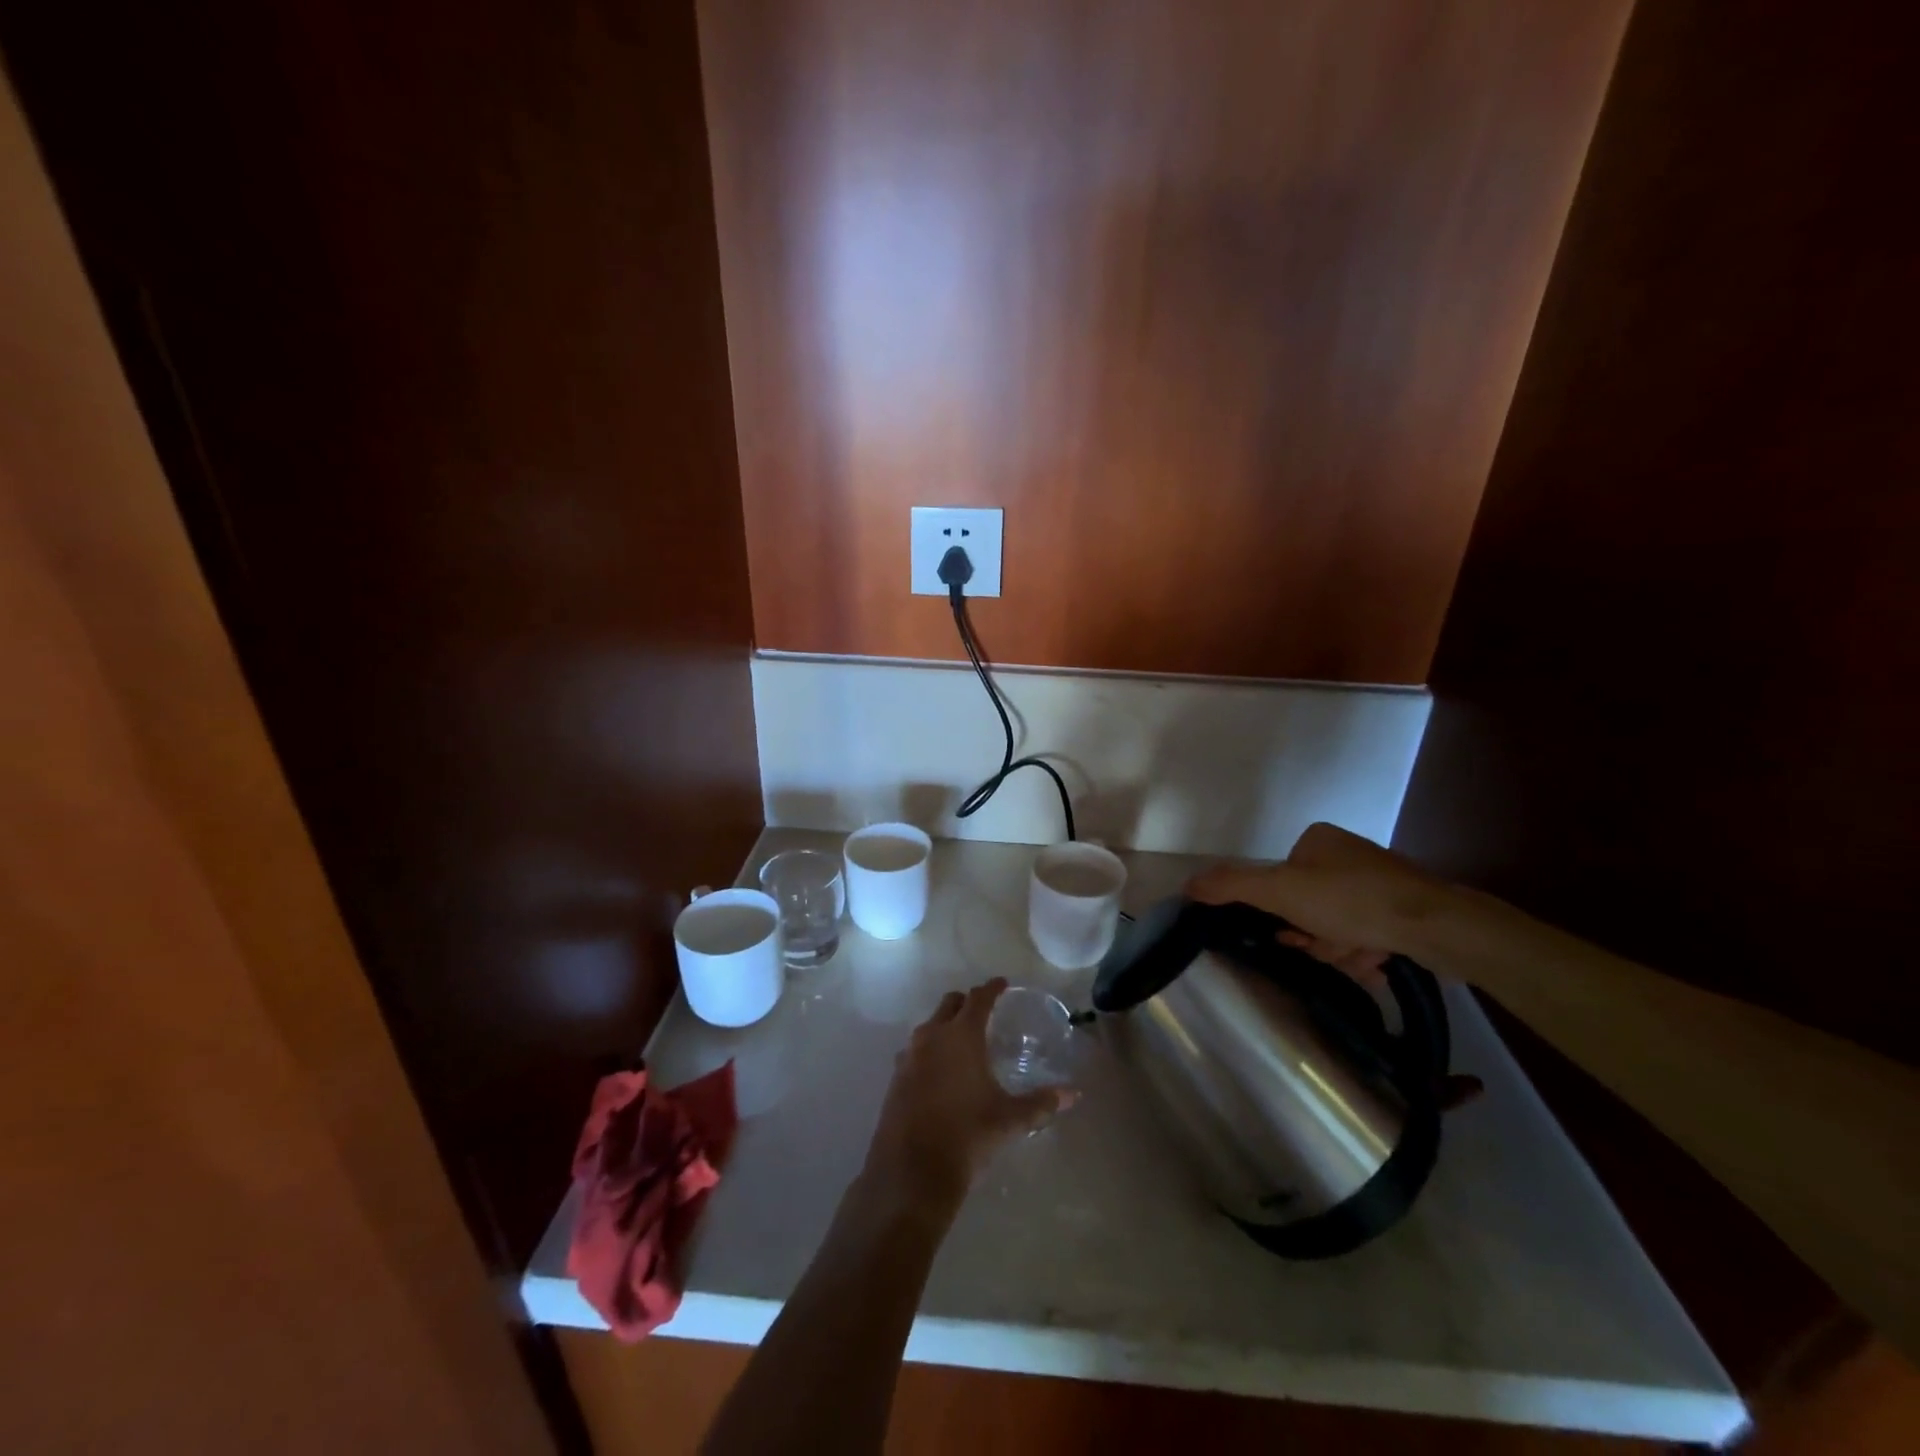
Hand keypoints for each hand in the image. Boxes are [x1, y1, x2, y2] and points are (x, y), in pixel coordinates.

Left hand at [861, 978, 1072, 1216]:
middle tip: (984, 1012)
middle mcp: (932, 1036)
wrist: (912, 1172)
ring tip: (963, 1042)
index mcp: (961, 1036)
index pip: (978, 998)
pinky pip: (915, 1050)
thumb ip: (1041, 1103)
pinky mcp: (896, 1077)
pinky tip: (940, 1072)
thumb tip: (1073, 1094)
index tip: (1002, 984)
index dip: (992, 989)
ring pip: (929, 1026)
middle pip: (950, 1004)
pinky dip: (930, 1050)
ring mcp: (909, 1056)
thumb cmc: (967, 1136)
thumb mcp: (1009, 1119)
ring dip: (946, 1026)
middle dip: (967, 1002)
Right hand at [1187, 822, 1458, 967]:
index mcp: (1317, 840)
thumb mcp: (1281, 890)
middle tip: (1328, 948)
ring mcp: (1379, 882)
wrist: (1439, 926)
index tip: (1293, 934)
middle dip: (1314, 935)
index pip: (1280, 881)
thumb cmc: (1353, 901)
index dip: (1282, 913)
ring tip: (1359, 956)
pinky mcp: (1404, 910)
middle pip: (1307, 907)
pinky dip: (1365, 951)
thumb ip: (1232, 886)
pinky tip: (1377, 960)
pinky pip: (1367, 934)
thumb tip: (1186, 884)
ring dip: (1339, 948)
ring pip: (1336, 926)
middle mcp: (1347, 855)